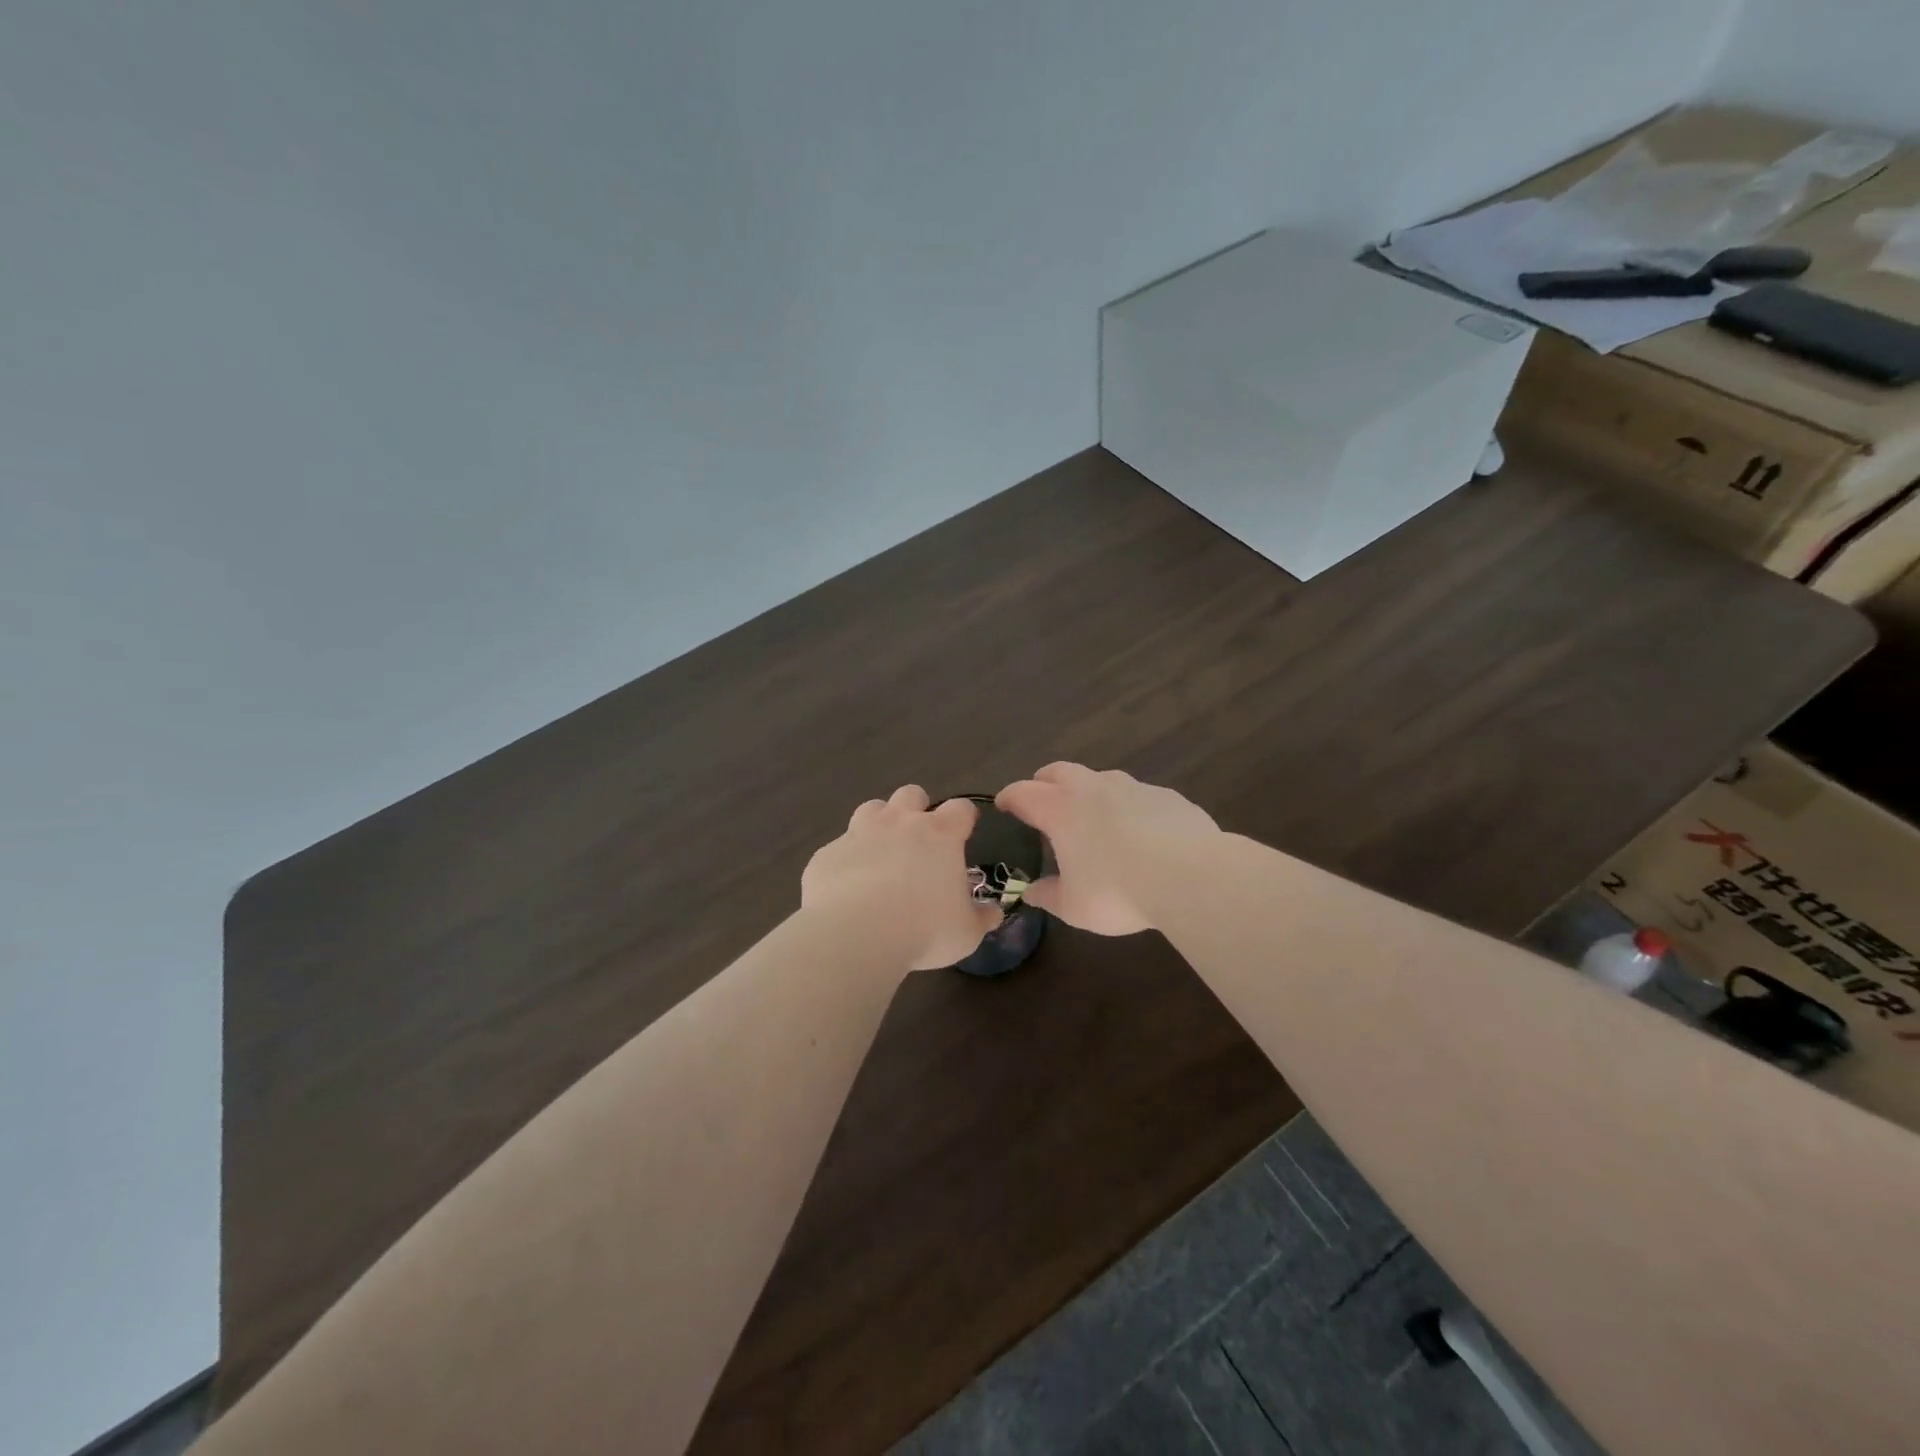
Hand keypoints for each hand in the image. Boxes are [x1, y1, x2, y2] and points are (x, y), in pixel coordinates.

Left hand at [802, 785, 1001, 970]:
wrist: (855, 933)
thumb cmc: (924, 929)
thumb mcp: (966, 933)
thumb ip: (981, 918)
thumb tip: (993, 912)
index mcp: (939, 835)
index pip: (960, 809)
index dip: (964, 818)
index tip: (965, 831)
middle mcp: (899, 823)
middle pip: (911, 793)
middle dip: (917, 808)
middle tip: (919, 839)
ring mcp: (859, 833)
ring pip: (871, 809)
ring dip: (879, 824)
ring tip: (881, 853)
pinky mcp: (828, 853)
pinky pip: (839, 848)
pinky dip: (847, 860)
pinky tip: (848, 886)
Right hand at [996, 763, 1219, 934]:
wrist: (1190, 876)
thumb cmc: (1118, 891)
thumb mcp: (1074, 906)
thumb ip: (1049, 896)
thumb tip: (1032, 892)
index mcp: (1061, 810)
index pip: (1024, 793)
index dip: (1010, 797)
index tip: (1003, 804)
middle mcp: (1092, 788)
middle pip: (1059, 771)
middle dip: (1045, 781)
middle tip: (1042, 798)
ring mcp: (1133, 787)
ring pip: (1101, 779)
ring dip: (1089, 791)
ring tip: (1093, 816)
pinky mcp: (1167, 796)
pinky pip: (1139, 796)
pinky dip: (1129, 807)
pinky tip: (1140, 831)